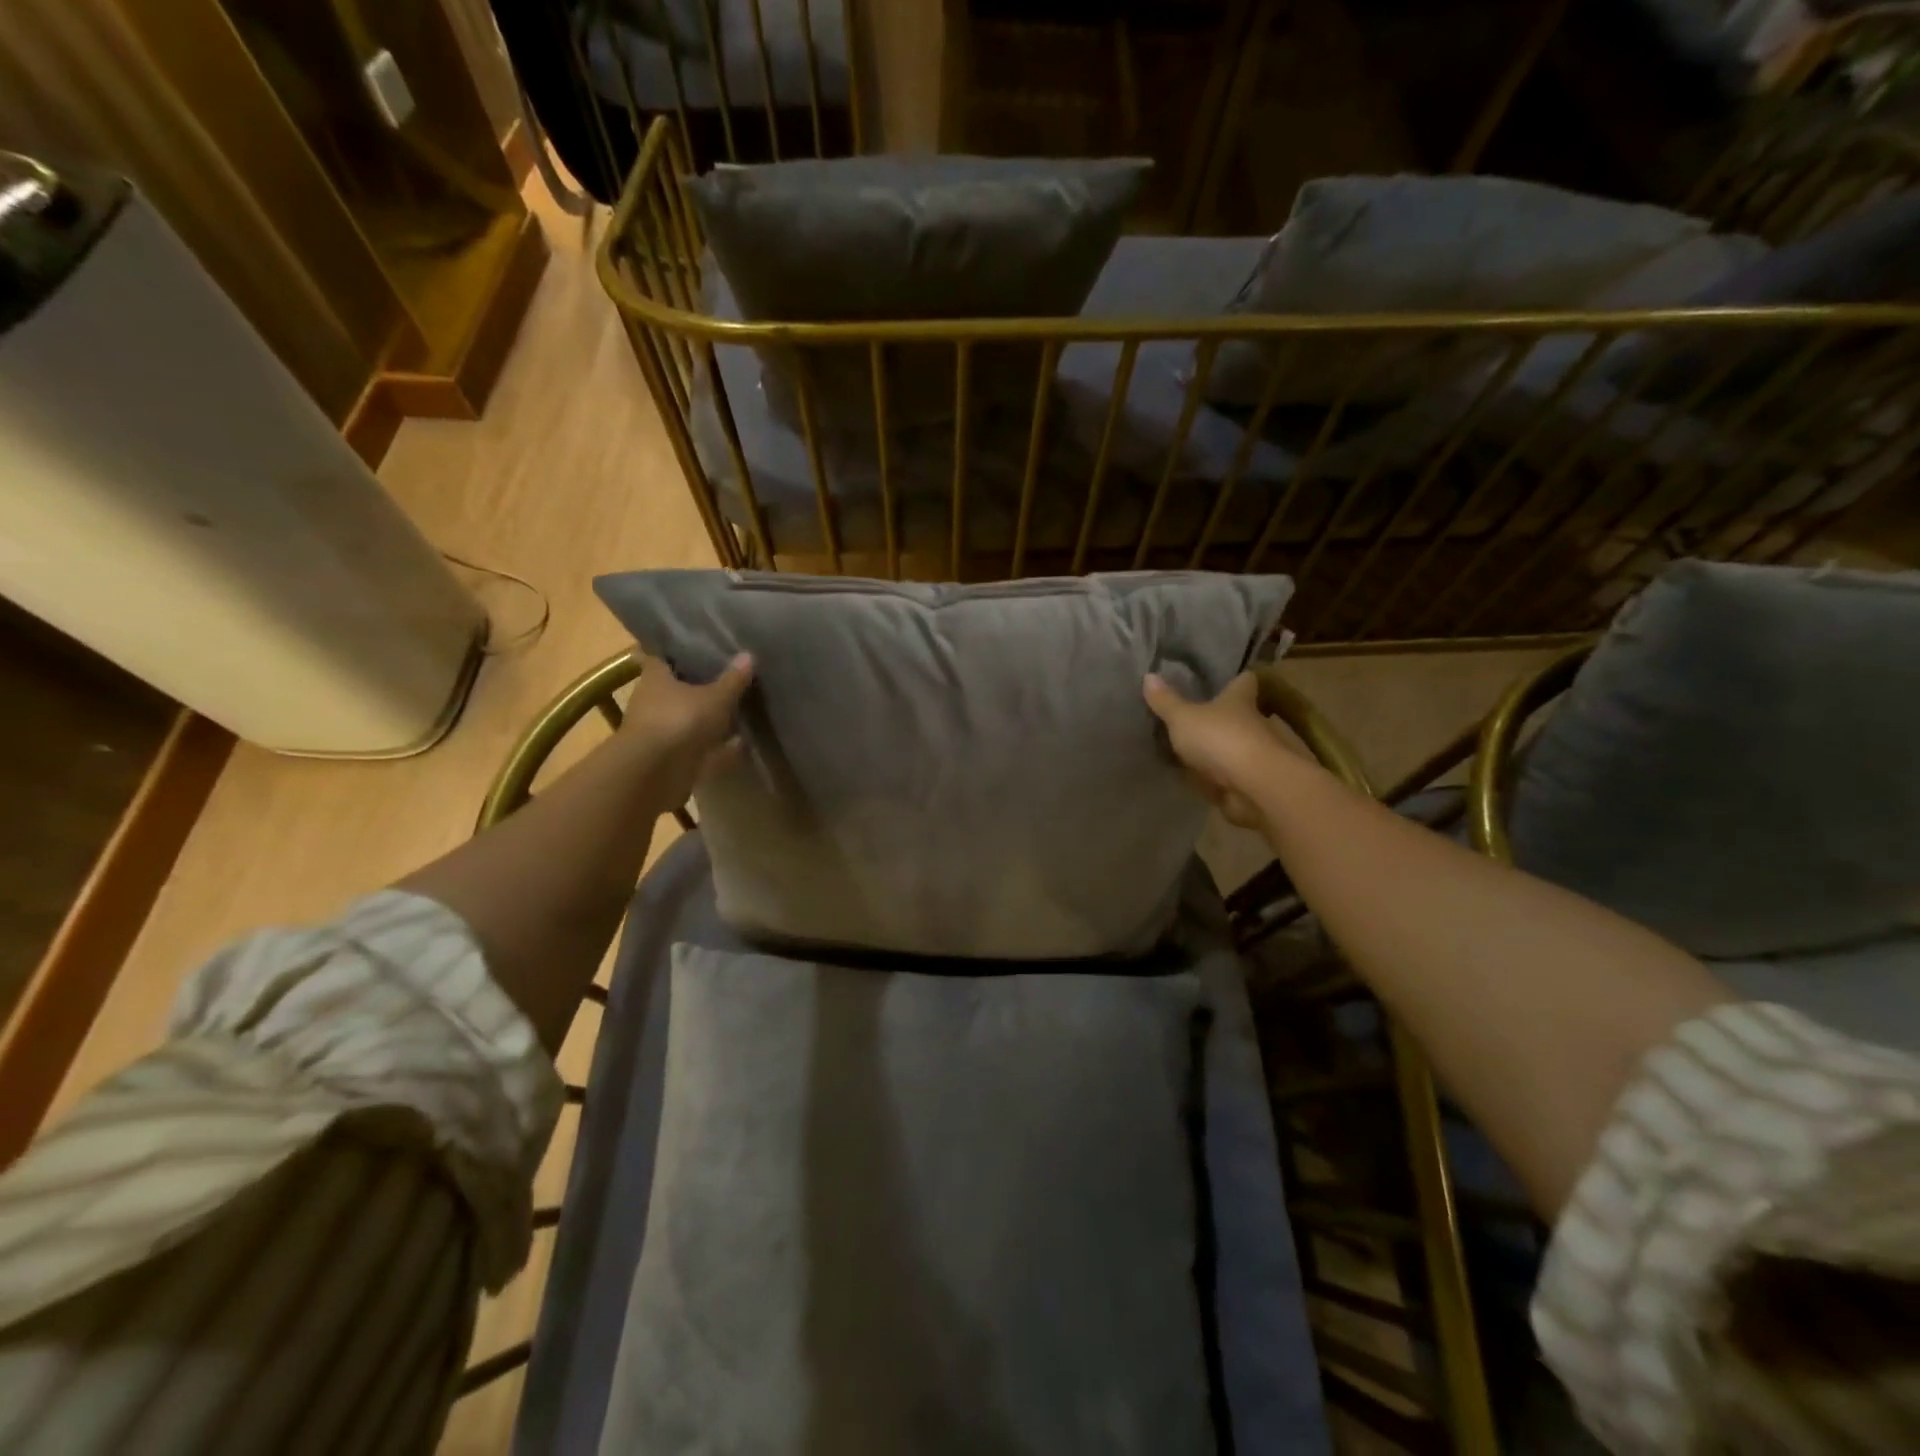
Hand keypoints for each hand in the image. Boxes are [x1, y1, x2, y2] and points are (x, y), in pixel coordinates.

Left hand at [619, 650, 753, 805]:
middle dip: (699, 686)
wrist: (655, 773)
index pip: (662, 656)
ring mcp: (660, 732)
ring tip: (739, 710)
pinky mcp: (670, 758)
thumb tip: (749, 655)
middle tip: (728, 677)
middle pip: (677, 688)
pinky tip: (741, 744)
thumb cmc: (681, 720)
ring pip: (687, 719)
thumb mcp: (715, 697)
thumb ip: (733, 679)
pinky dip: (717, 747)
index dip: (679, 650)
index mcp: (655, 677)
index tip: (699, 645)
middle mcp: (653, 701)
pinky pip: (699, 747)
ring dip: (708, 719)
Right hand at [1143, 670, 1284, 829]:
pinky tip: (1196, 777)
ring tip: (1191, 747)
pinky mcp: (1248, 781)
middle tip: (1197, 714)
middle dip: (1224, 715)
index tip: (1225, 677)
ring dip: (1219, 747)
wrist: (1253, 786)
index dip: (1236, 678)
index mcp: (1240, 700)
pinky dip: (1216, 775)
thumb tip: (1148, 675)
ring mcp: (1252, 754)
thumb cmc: (1220, 738)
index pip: (1244, 681)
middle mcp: (1252, 723)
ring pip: (1235, 744)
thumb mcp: (1183, 717)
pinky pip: (1228, 774)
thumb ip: (1166, 701)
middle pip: (1241, 713)